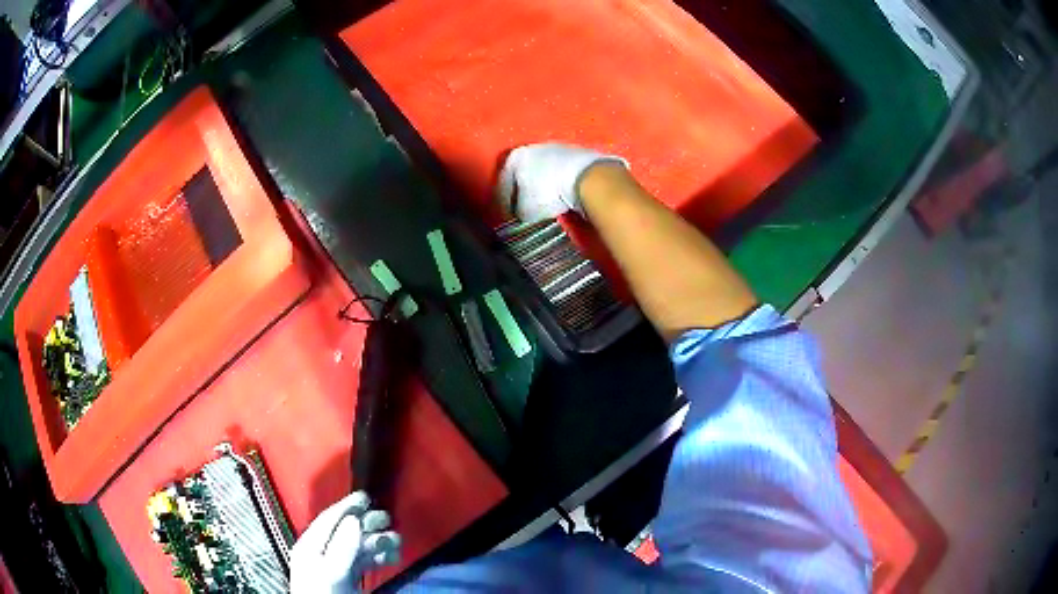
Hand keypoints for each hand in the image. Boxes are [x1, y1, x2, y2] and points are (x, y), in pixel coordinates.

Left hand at [290, 491, 401, 592]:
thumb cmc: (323, 592)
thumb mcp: (330, 569)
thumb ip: (341, 546)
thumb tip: (354, 519)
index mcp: (311, 544)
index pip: (329, 519)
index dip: (347, 506)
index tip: (366, 497)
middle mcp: (322, 551)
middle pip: (346, 531)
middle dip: (367, 523)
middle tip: (387, 517)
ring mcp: (335, 564)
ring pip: (358, 546)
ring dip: (377, 541)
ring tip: (396, 540)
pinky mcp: (347, 577)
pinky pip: (364, 561)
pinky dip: (379, 557)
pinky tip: (391, 557)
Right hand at [497, 143, 626, 222]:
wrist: (589, 179)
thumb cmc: (551, 191)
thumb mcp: (527, 210)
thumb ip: (518, 212)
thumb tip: (522, 214)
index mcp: (516, 157)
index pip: (503, 183)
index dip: (503, 203)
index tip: (507, 215)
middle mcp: (534, 148)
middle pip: (524, 174)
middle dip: (524, 192)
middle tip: (525, 210)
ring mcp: (557, 148)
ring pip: (544, 172)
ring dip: (544, 188)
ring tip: (547, 205)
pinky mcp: (578, 154)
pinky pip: (563, 173)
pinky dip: (561, 185)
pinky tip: (565, 197)